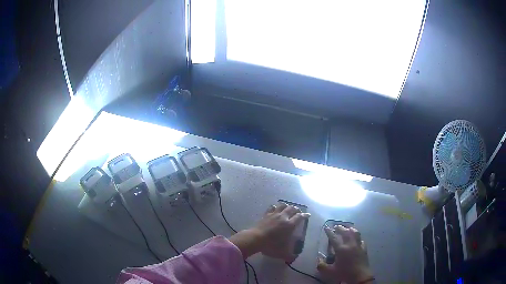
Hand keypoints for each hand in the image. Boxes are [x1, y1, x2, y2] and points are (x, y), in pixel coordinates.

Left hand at [229, 203, 309, 260]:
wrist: (255, 239)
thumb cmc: (271, 245)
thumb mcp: (283, 253)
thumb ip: (290, 256)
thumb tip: (294, 258)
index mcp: (289, 225)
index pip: (300, 217)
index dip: (305, 215)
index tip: (308, 215)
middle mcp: (283, 217)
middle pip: (292, 208)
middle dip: (297, 209)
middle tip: (298, 212)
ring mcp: (273, 214)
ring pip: (282, 205)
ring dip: (287, 206)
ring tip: (288, 208)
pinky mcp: (265, 215)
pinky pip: (272, 207)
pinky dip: (275, 207)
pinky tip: (275, 209)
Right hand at [317, 225, 372, 283]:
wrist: (360, 276)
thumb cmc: (344, 273)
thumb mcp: (330, 272)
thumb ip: (322, 266)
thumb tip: (319, 260)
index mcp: (341, 249)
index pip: (334, 238)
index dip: (329, 232)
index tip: (326, 227)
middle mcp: (350, 244)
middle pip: (346, 232)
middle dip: (340, 228)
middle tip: (336, 227)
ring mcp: (358, 246)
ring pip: (355, 233)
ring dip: (351, 229)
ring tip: (347, 229)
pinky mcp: (364, 249)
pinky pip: (361, 240)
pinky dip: (357, 238)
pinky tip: (356, 240)